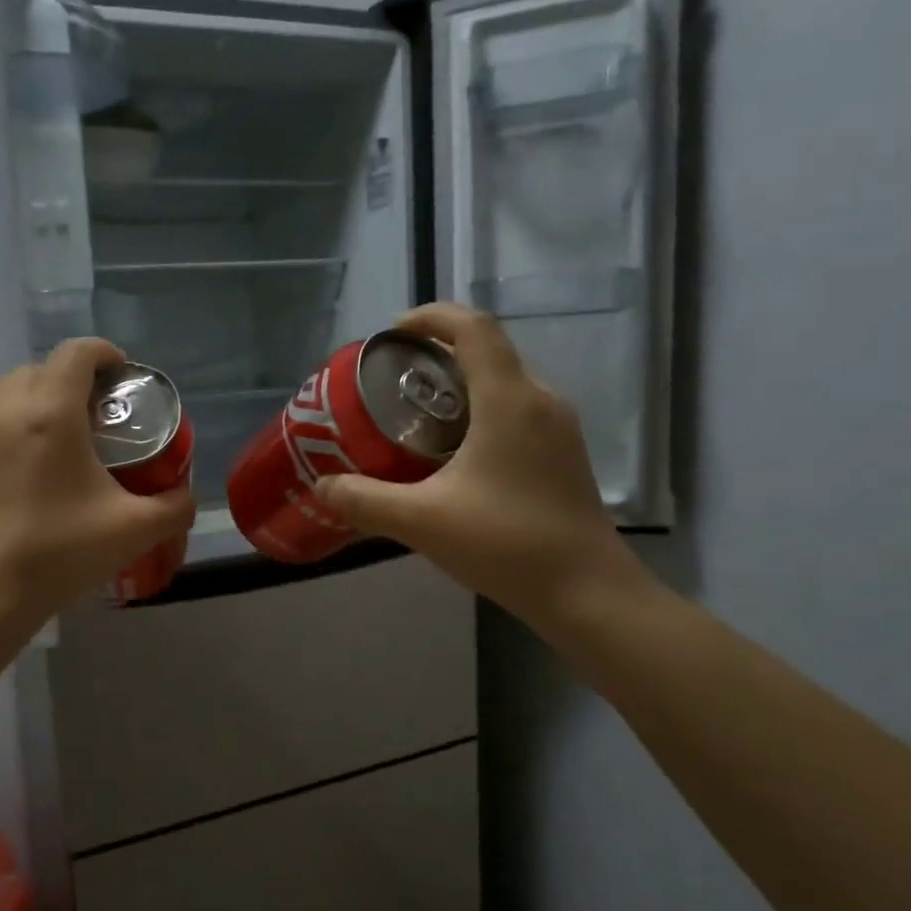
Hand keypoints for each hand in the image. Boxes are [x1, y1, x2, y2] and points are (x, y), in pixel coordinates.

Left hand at [0, 337, 194, 621]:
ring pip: (4, 385)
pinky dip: (3, 416)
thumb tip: (187, 495)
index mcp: (52, 413)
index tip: (121, 375)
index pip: (76, 353)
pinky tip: (18, 458)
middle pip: (42, 367)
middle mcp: (7, 408)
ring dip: (32, 392)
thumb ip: (175, 506)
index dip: (104, 353)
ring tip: (52, 428)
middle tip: (95, 414)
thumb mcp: (135, 530)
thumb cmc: (61, 552)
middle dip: (72, 378)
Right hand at [312, 303, 647, 622]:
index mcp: (508, 399)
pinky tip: (452, 452)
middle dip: (436, 353)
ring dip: (458, 384)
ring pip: (502, 382)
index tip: (392, 334)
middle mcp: (539, 400)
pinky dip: (478, 410)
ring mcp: (557, 427)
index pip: (472, 327)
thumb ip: (364, 500)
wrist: (587, 593)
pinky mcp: (562, 453)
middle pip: (486, 350)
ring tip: (414, 413)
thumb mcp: (422, 521)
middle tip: (391, 380)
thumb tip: (322, 485)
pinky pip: (515, 410)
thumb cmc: (507, 544)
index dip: (431, 317)